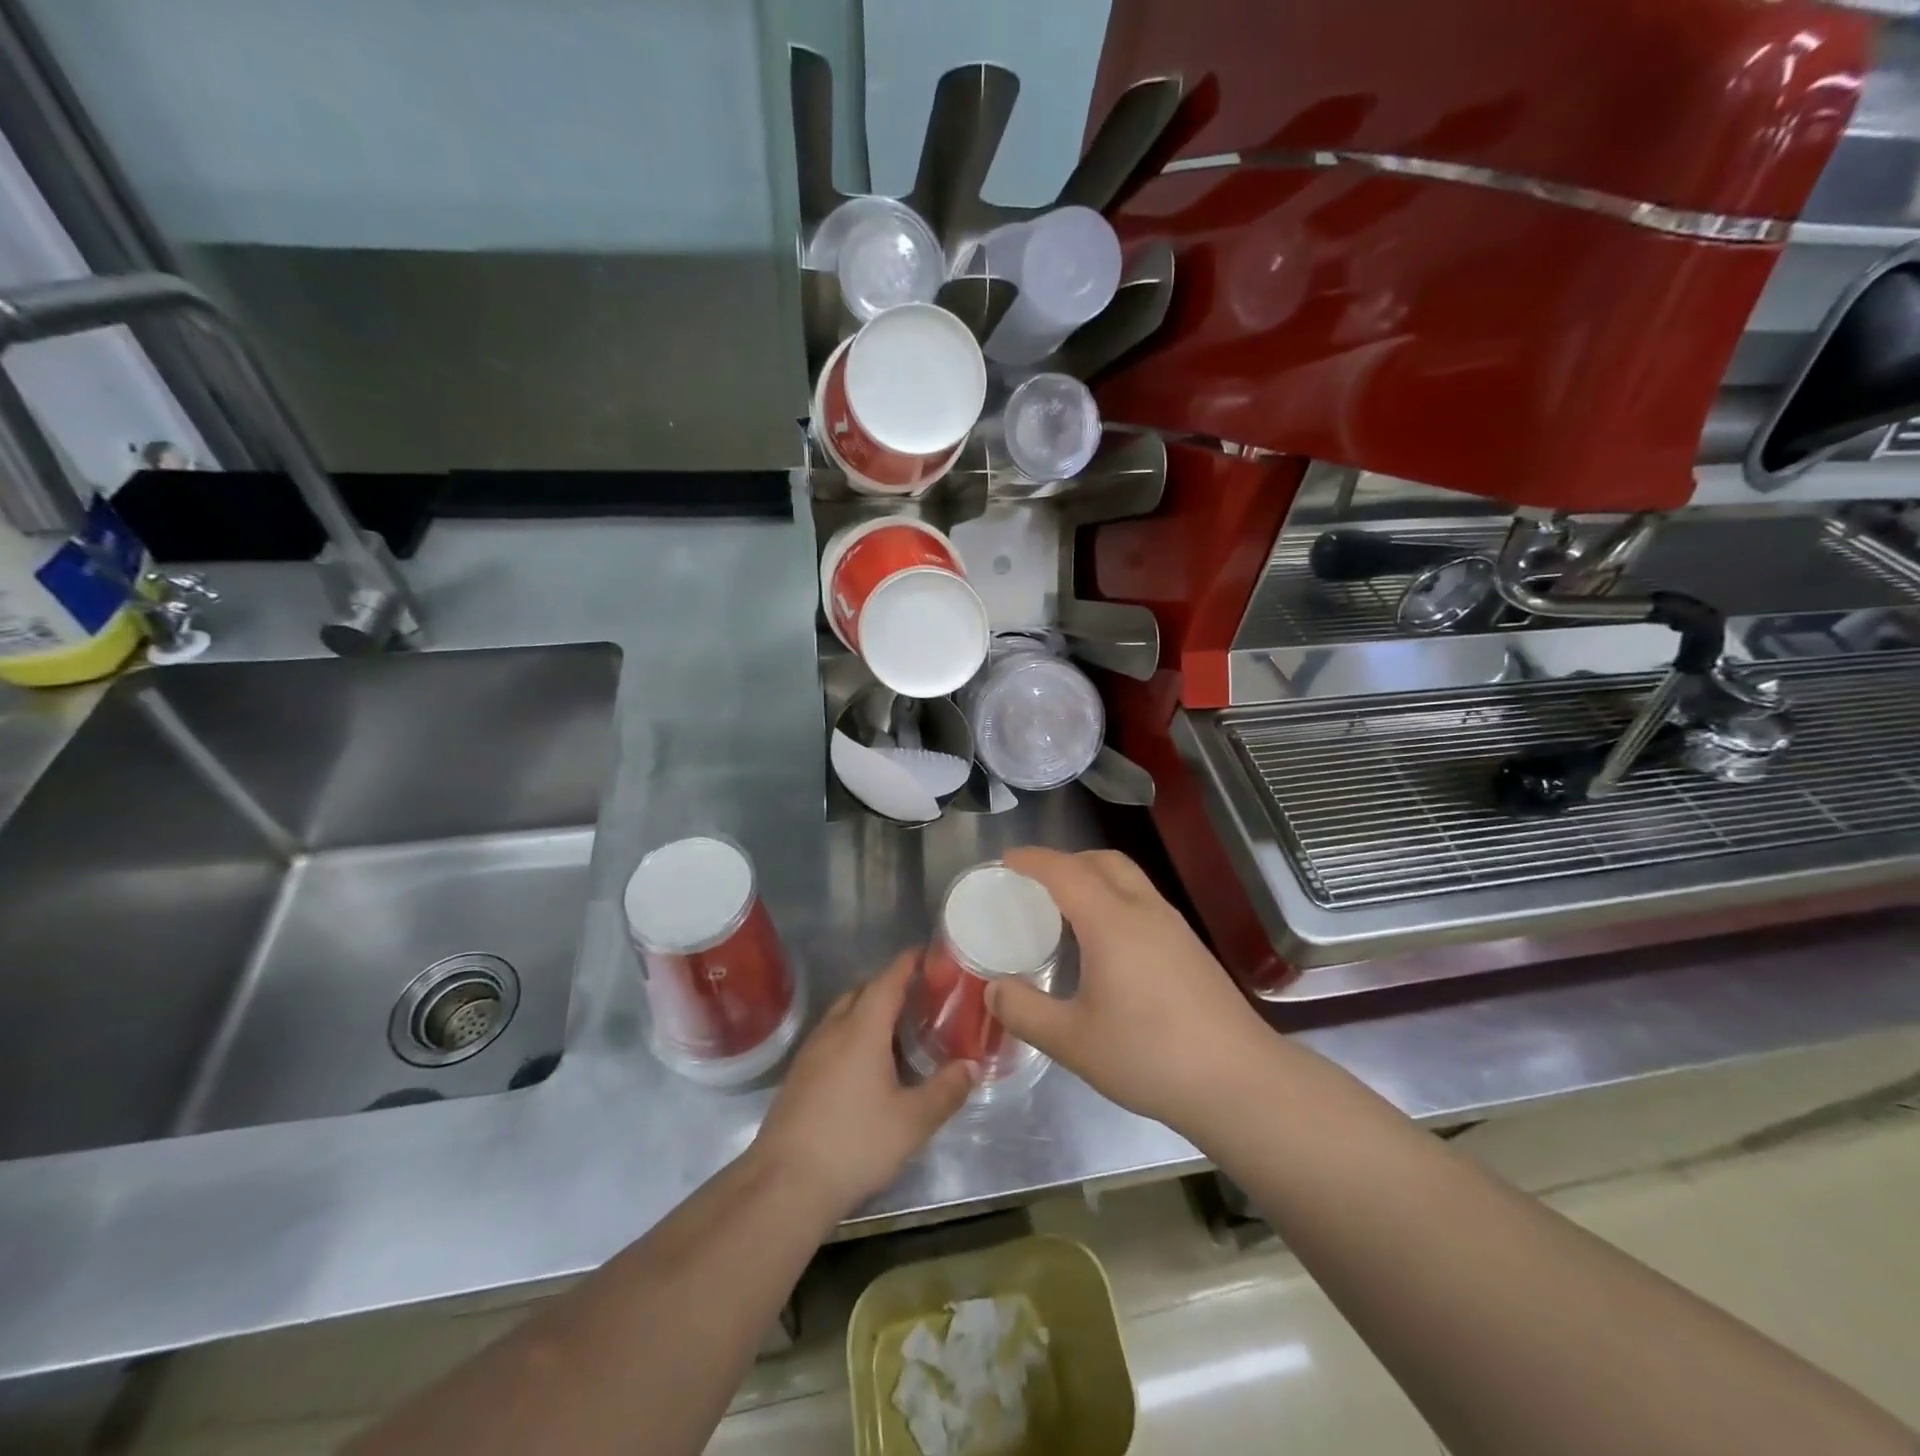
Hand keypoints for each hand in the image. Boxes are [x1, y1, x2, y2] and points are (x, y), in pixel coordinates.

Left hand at [753, 951, 973, 1216]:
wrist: (784, 1184)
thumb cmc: (854, 1143)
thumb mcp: (912, 1121)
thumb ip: (946, 1091)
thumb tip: (971, 1066)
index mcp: (862, 1029)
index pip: (887, 980)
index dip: (907, 963)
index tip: (927, 953)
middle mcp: (833, 1030)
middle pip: (862, 992)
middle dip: (889, 986)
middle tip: (920, 996)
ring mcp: (811, 1053)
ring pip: (843, 1015)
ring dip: (869, 1011)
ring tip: (898, 1029)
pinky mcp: (799, 1077)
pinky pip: (831, 1038)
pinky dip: (853, 1035)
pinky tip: (867, 1065)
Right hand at [988, 847, 1269, 1131]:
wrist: (1239, 1081)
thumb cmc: (1149, 1055)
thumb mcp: (1073, 1041)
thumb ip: (1025, 1012)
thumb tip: (992, 990)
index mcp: (1111, 921)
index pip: (1065, 871)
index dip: (1033, 860)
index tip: (1005, 860)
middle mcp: (1144, 911)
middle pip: (1103, 861)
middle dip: (1066, 860)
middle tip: (1035, 883)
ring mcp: (1174, 927)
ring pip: (1129, 879)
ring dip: (1094, 877)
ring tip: (1067, 909)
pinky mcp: (1191, 948)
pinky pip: (1143, 901)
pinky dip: (1115, 899)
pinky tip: (1107, 943)